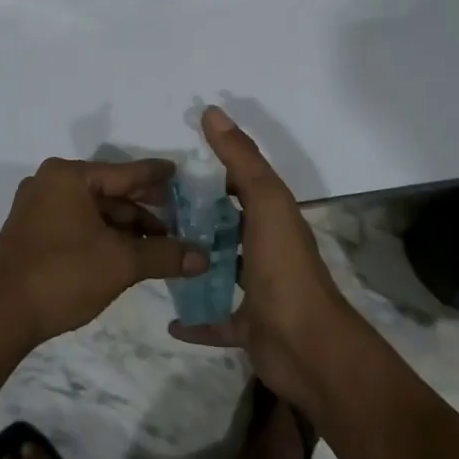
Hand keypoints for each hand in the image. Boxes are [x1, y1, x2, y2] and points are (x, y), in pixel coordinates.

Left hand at [0, 157, 205, 356]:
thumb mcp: (122, 263)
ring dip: (126, 227)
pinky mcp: (31, 232)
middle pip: (110, 191)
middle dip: (144, 210)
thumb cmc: (63, 275)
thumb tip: (204, 257)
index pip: (126, 172)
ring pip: (94, 211)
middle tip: (180, 219)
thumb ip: (165, 254)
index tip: (180, 174)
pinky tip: (127, 253)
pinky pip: (77, 224)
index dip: (157, 177)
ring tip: (159, 246)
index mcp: (69, 176)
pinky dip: (103, 236)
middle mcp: (50, 183)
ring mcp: (37, 207)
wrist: (1, 317)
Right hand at [168, 107, 358, 412]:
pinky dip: (194, 320)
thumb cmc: (284, 269)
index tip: (173, 168)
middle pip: (228, 228)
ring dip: (194, 264)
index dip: (213, 172)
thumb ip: (240, 159)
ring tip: (155, 254)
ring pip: (220, 271)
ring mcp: (257, 291)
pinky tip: (169, 320)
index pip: (243, 185)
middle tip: (151, 211)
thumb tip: (211, 111)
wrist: (308, 347)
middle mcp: (267, 251)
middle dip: (196, 218)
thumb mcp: (265, 202)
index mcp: (274, 219)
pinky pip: (215, 320)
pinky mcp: (247, 327)